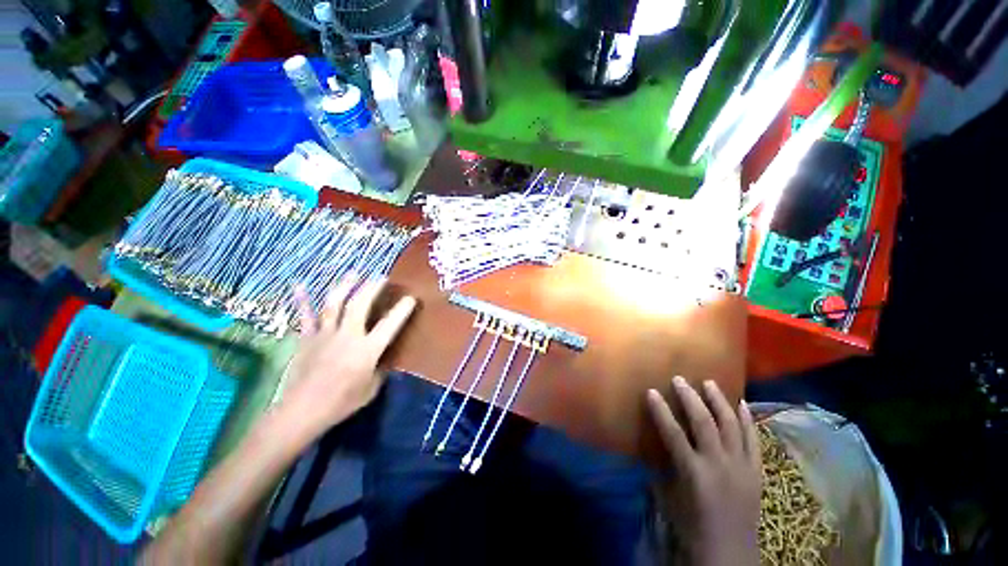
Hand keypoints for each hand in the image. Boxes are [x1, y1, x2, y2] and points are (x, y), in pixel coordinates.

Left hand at [283, 277, 416, 435]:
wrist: (302, 412)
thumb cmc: (341, 403)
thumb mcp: (371, 389)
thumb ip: (379, 370)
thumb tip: (382, 360)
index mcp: (367, 349)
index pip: (390, 324)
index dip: (403, 309)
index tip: (411, 298)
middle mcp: (348, 336)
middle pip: (360, 305)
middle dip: (372, 288)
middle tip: (381, 276)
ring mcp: (325, 335)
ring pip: (334, 304)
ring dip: (345, 286)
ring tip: (353, 273)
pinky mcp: (306, 339)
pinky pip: (305, 316)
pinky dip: (303, 301)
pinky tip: (300, 285)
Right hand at [647, 377, 760, 565]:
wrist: (731, 553)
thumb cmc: (694, 527)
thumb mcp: (671, 498)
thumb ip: (662, 469)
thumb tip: (652, 449)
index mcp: (694, 473)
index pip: (673, 433)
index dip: (660, 410)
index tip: (651, 391)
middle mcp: (720, 465)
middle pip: (704, 422)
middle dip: (690, 398)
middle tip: (680, 379)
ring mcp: (742, 466)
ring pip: (731, 425)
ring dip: (719, 401)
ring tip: (709, 383)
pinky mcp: (757, 471)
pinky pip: (754, 439)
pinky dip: (747, 419)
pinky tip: (741, 403)